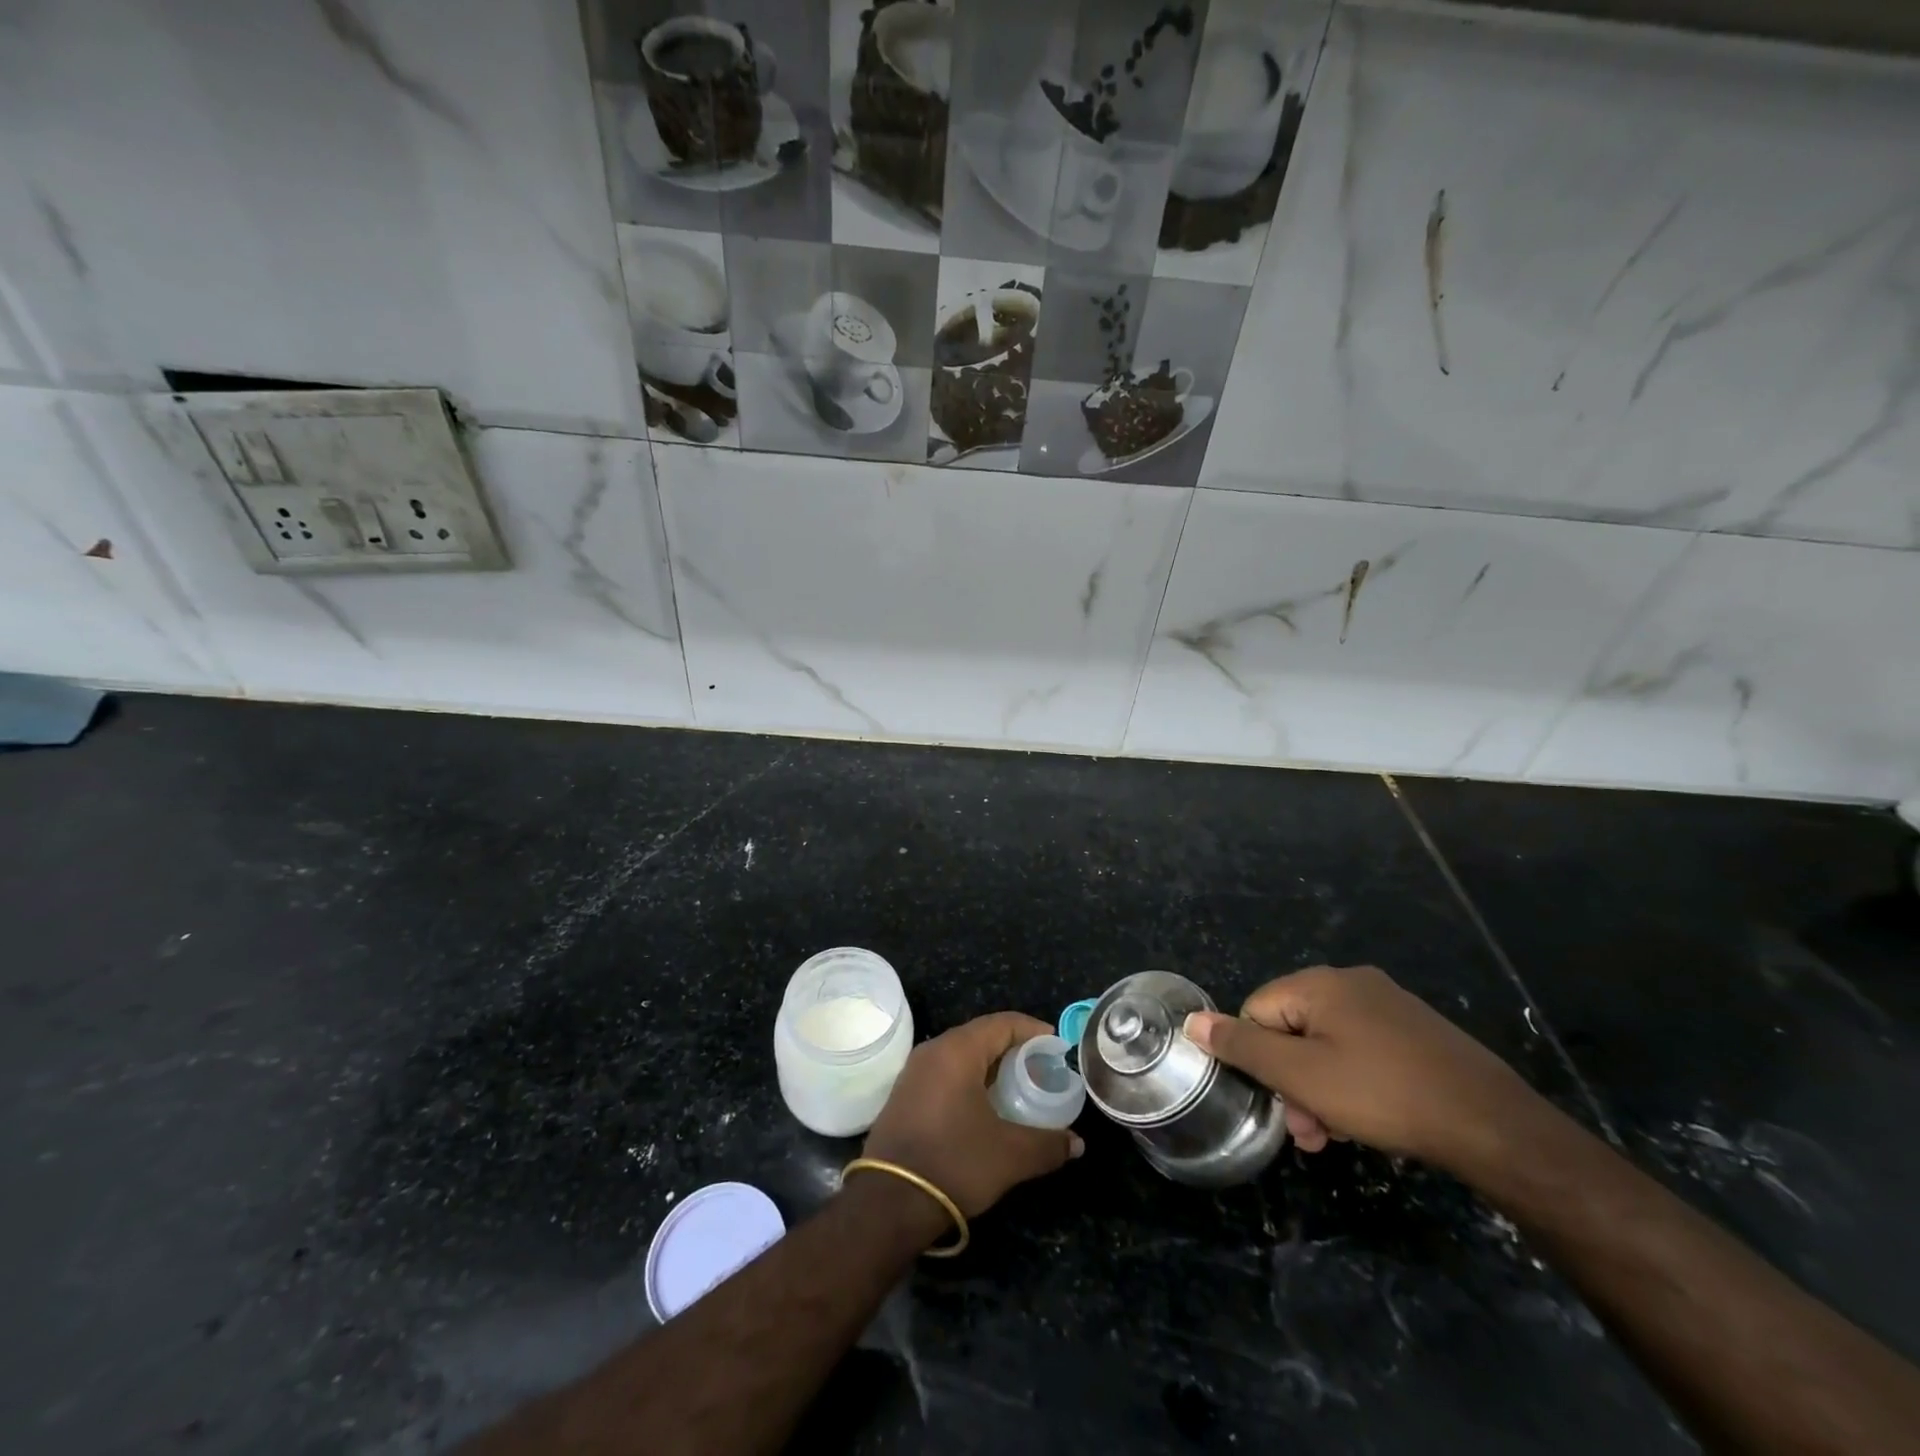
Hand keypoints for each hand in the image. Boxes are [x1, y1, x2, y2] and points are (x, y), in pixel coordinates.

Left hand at [862, 1012, 1082, 1219]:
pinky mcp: (904, 1095)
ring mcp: (914, 1072)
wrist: (889, 1202)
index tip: (1057, 1046)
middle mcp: (933, 1051)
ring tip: (1018, 1087)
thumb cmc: (954, 1163)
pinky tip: (985, 1106)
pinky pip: (945, 1073)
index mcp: (957, 1051)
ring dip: (991, 1066)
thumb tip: (1077, 1143)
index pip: (1002, 1023)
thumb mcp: (1010, 1155)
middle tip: (1042, 1069)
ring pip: (961, 1055)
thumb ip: (1048, 1144)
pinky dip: (970, 1080)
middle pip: (981, 1036)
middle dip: (1014, 1048)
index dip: (1033, 1030)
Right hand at [1184, 965, 1537, 1172]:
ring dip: (1321, 1088)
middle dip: (1292, 1081)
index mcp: (1318, 983)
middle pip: (1292, 1028)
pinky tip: (1371, 1118)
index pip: (1256, 1012)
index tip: (1283, 1104)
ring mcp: (1388, 1004)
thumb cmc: (1383, 1094)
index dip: (1260, 1061)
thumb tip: (1192, 1021)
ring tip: (1339, 1134)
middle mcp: (1350, 982)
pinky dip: (1355, 1082)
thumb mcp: (1301, 1076)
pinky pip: (1363, 1049)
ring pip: (1328, 1044)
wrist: (1492, 1124)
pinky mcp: (1415, 1030)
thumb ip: (1242, 1048)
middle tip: (1311, 1131)